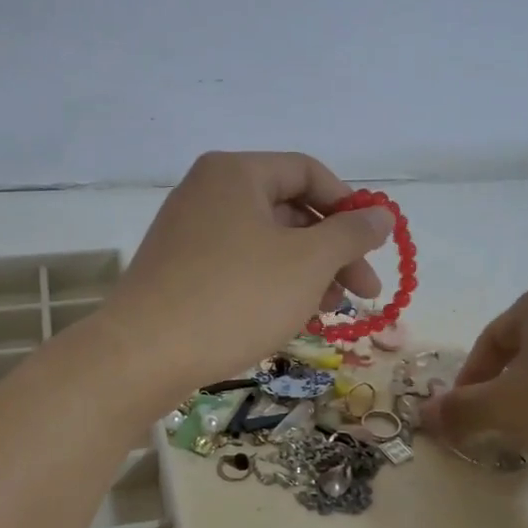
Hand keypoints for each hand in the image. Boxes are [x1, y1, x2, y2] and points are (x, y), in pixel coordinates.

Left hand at [99, 152, 394, 394]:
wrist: (145, 355)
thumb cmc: (236, 297)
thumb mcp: (307, 263)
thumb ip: (351, 234)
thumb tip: (383, 214)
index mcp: (236, 173)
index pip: (308, 172)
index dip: (349, 207)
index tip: (373, 248)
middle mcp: (208, 192)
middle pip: (289, 211)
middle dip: (332, 251)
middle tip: (363, 293)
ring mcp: (189, 233)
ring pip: (266, 244)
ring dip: (307, 274)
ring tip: (330, 312)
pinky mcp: (180, 270)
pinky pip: (240, 266)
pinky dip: (272, 286)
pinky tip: (292, 318)